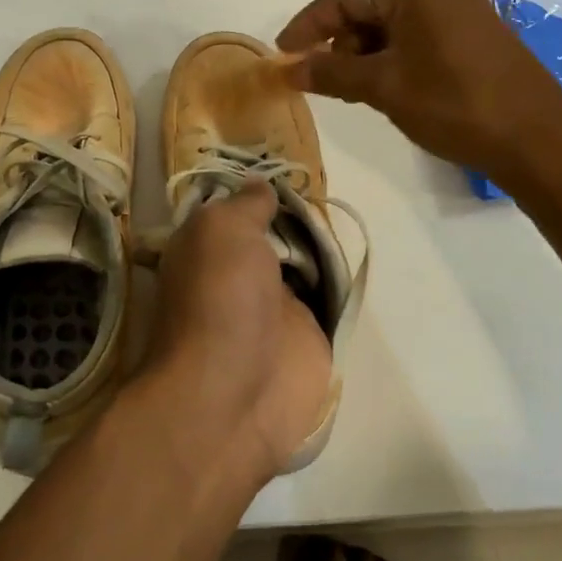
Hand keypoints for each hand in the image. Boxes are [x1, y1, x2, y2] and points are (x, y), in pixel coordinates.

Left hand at [146, 182, 333, 482]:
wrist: (236, 394)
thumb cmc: (219, 299)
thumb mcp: (222, 230)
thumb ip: (246, 205)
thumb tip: (261, 185)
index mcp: (206, 250)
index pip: (232, 211)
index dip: (256, 193)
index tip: (285, 167)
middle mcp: (237, 275)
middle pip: (272, 234)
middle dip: (294, 215)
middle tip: (323, 189)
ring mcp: (273, 307)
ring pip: (302, 263)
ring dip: (320, 245)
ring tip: (343, 214)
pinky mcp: (307, 335)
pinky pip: (326, 298)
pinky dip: (339, 282)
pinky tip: (356, 255)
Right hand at [276, 0, 561, 172]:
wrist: (536, 139)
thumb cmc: (452, 103)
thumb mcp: (383, 87)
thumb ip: (332, 73)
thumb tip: (289, 68)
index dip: (310, 24)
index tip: (285, 53)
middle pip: (371, 6)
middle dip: (340, 41)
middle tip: (322, 78)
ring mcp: (462, 12)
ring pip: (395, 24)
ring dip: (366, 52)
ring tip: (354, 90)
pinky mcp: (475, 37)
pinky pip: (419, 36)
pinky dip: (394, 57)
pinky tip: (387, 88)